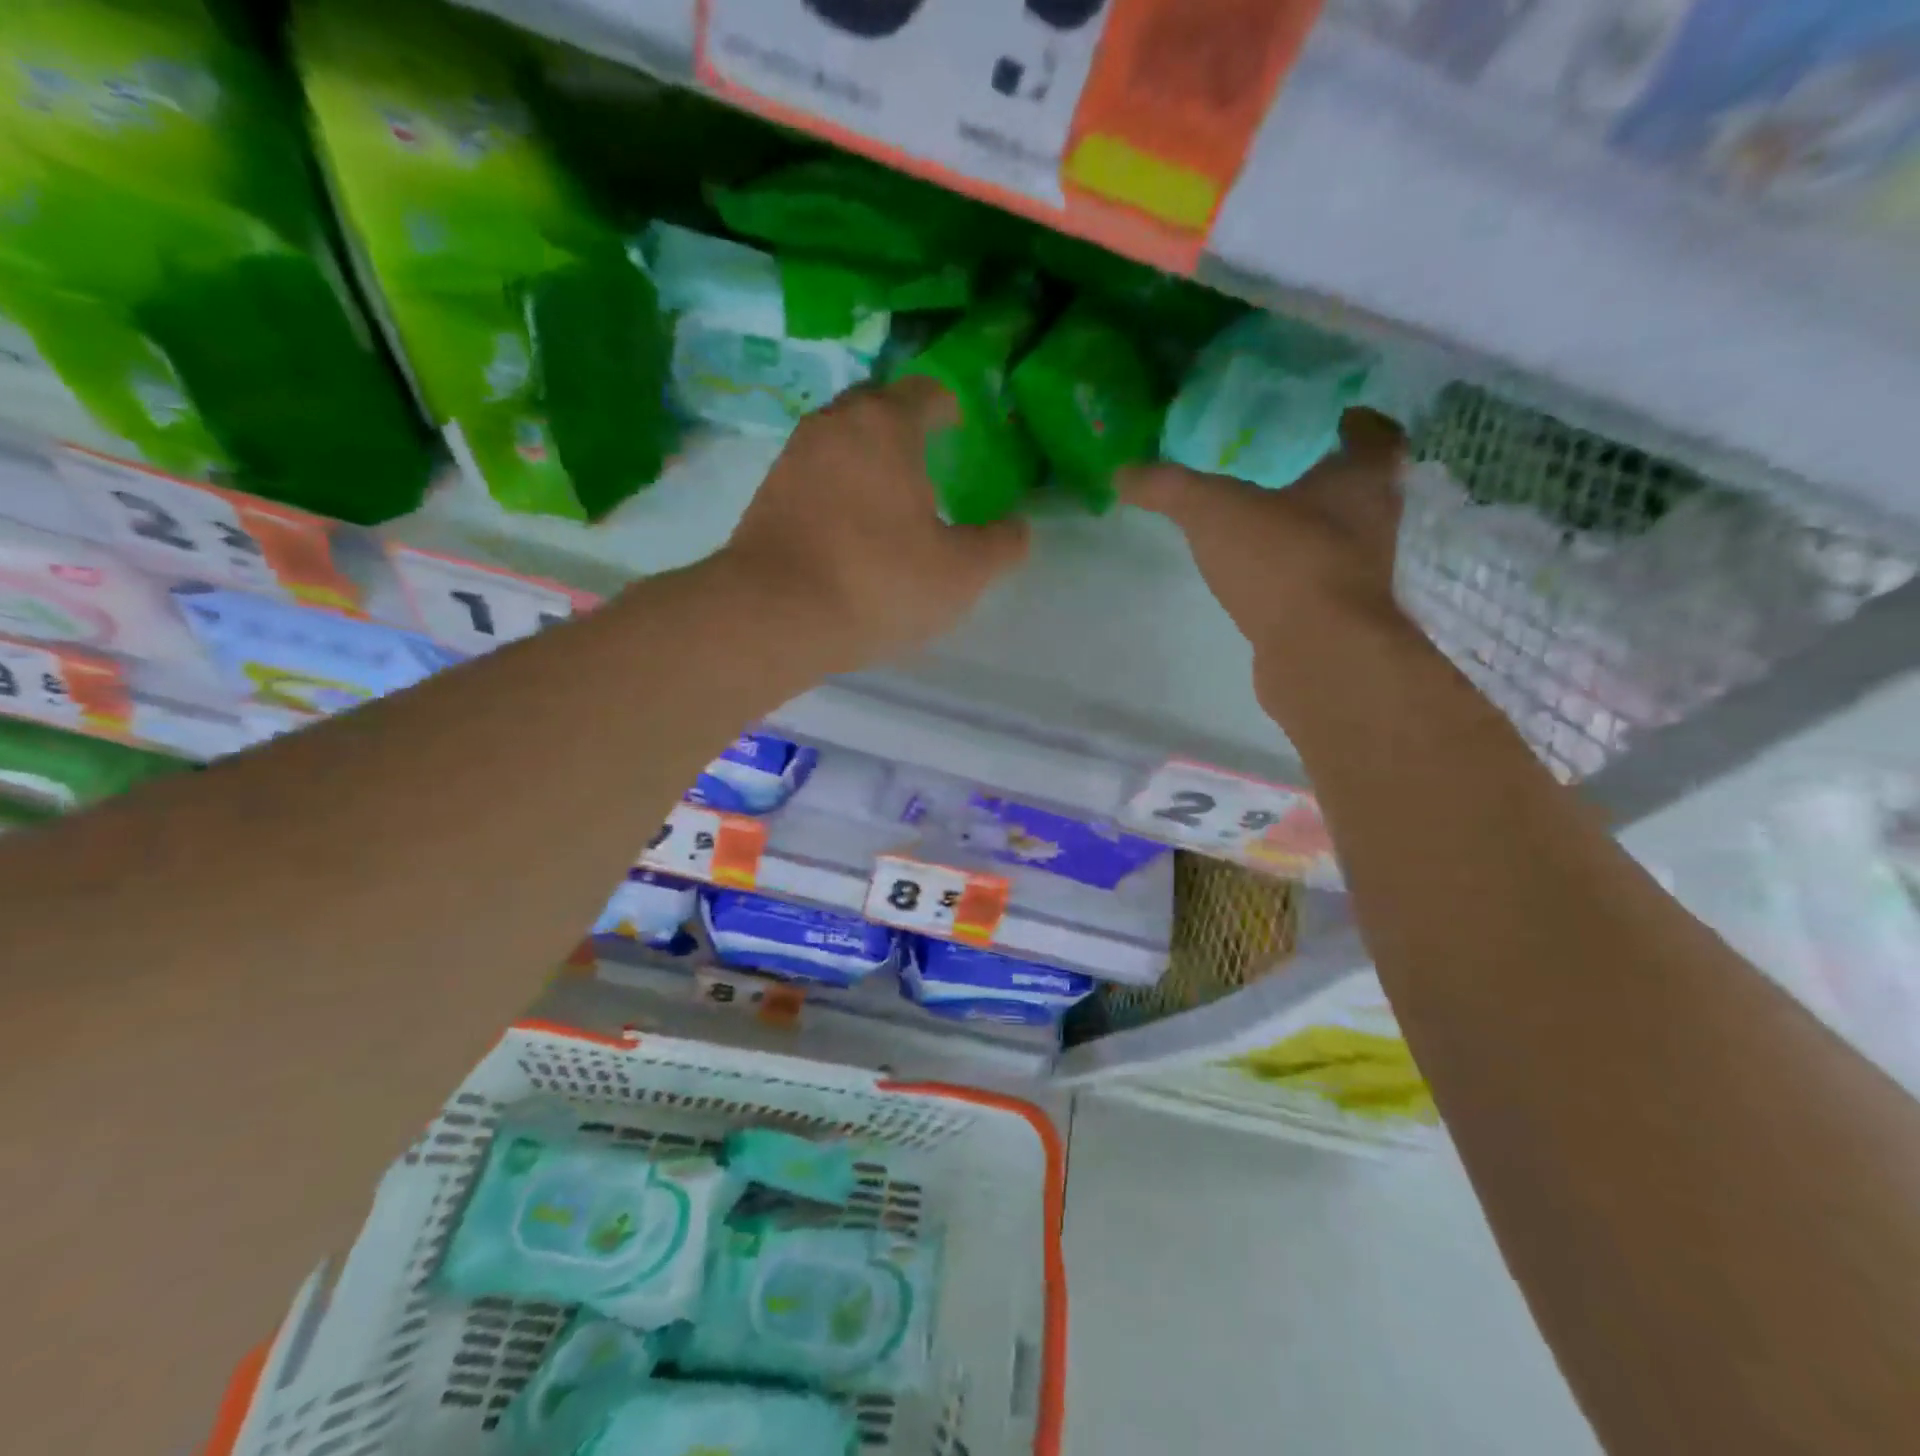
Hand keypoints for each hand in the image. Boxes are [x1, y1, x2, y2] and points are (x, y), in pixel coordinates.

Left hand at [720, 378, 1029, 670]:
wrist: (774, 616)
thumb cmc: (878, 582)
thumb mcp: (961, 573)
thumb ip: (1000, 546)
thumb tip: (1017, 528)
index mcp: (885, 426)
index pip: (923, 393)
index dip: (946, 406)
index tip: (958, 424)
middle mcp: (833, 426)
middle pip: (873, 405)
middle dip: (901, 421)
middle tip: (924, 453)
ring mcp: (792, 459)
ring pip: (837, 440)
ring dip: (864, 454)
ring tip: (887, 491)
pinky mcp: (766, 497)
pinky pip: (812, 475)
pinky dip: (835, 486)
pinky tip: (848, 524)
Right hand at [1121, 407, 1409, 660]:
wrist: (1318, 652)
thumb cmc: (1282, 559)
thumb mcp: (1213, 510)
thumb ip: (1169, 488)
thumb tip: (1122, 473)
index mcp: (1361, 482)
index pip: (1376, 438)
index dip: (1361, 425)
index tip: (1342, 417)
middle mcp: (1373, 524)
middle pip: (1364, 490)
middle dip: (1333, 478)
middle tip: (1294, 467)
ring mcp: (1359, 576)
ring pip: (1342, 539)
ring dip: (1314, 529)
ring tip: (1271, 523)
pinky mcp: (1338, 618)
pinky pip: (1317, 583)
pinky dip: (1296, 575)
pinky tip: (1263, 578)